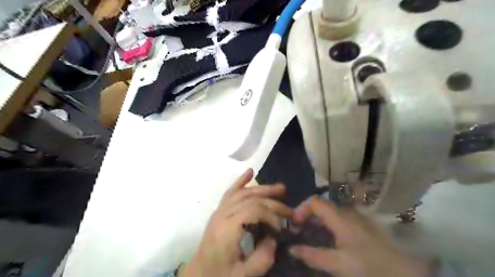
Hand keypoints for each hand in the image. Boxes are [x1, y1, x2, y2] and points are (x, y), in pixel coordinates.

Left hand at [180, 169, 290, 276]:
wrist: (198, 273)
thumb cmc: (219, 274)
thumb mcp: (242, 275)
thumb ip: (262, 259)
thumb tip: (273, 239)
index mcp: (227, 228)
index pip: (253, 210)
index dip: (271, 215)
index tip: (282, 228)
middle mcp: (222, 214)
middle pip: (250, 199)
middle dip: (272, 202)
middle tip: (289, 209)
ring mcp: (219, 210)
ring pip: (243, 192)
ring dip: (262, 189)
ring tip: (280, 189)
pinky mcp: (219, 210)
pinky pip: (230, 191)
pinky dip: (241, 181)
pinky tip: (250, 172)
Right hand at [291, 199, 433, 276]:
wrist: (406, 274)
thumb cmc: (370, 268)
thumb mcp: (339, 264)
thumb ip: (313, 256)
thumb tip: (292, 249)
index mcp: (340, 218)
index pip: (314, 202)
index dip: (301, 210)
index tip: (294, 225)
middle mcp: (347, 213)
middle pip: (321, 206)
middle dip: (307, 215)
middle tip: (298, 230)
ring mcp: (356, 218)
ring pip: (330, 212)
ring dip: (316, 220)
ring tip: (309, 234)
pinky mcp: (362, 226)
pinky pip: (338, 219)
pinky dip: (327, 224)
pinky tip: (327, 238)